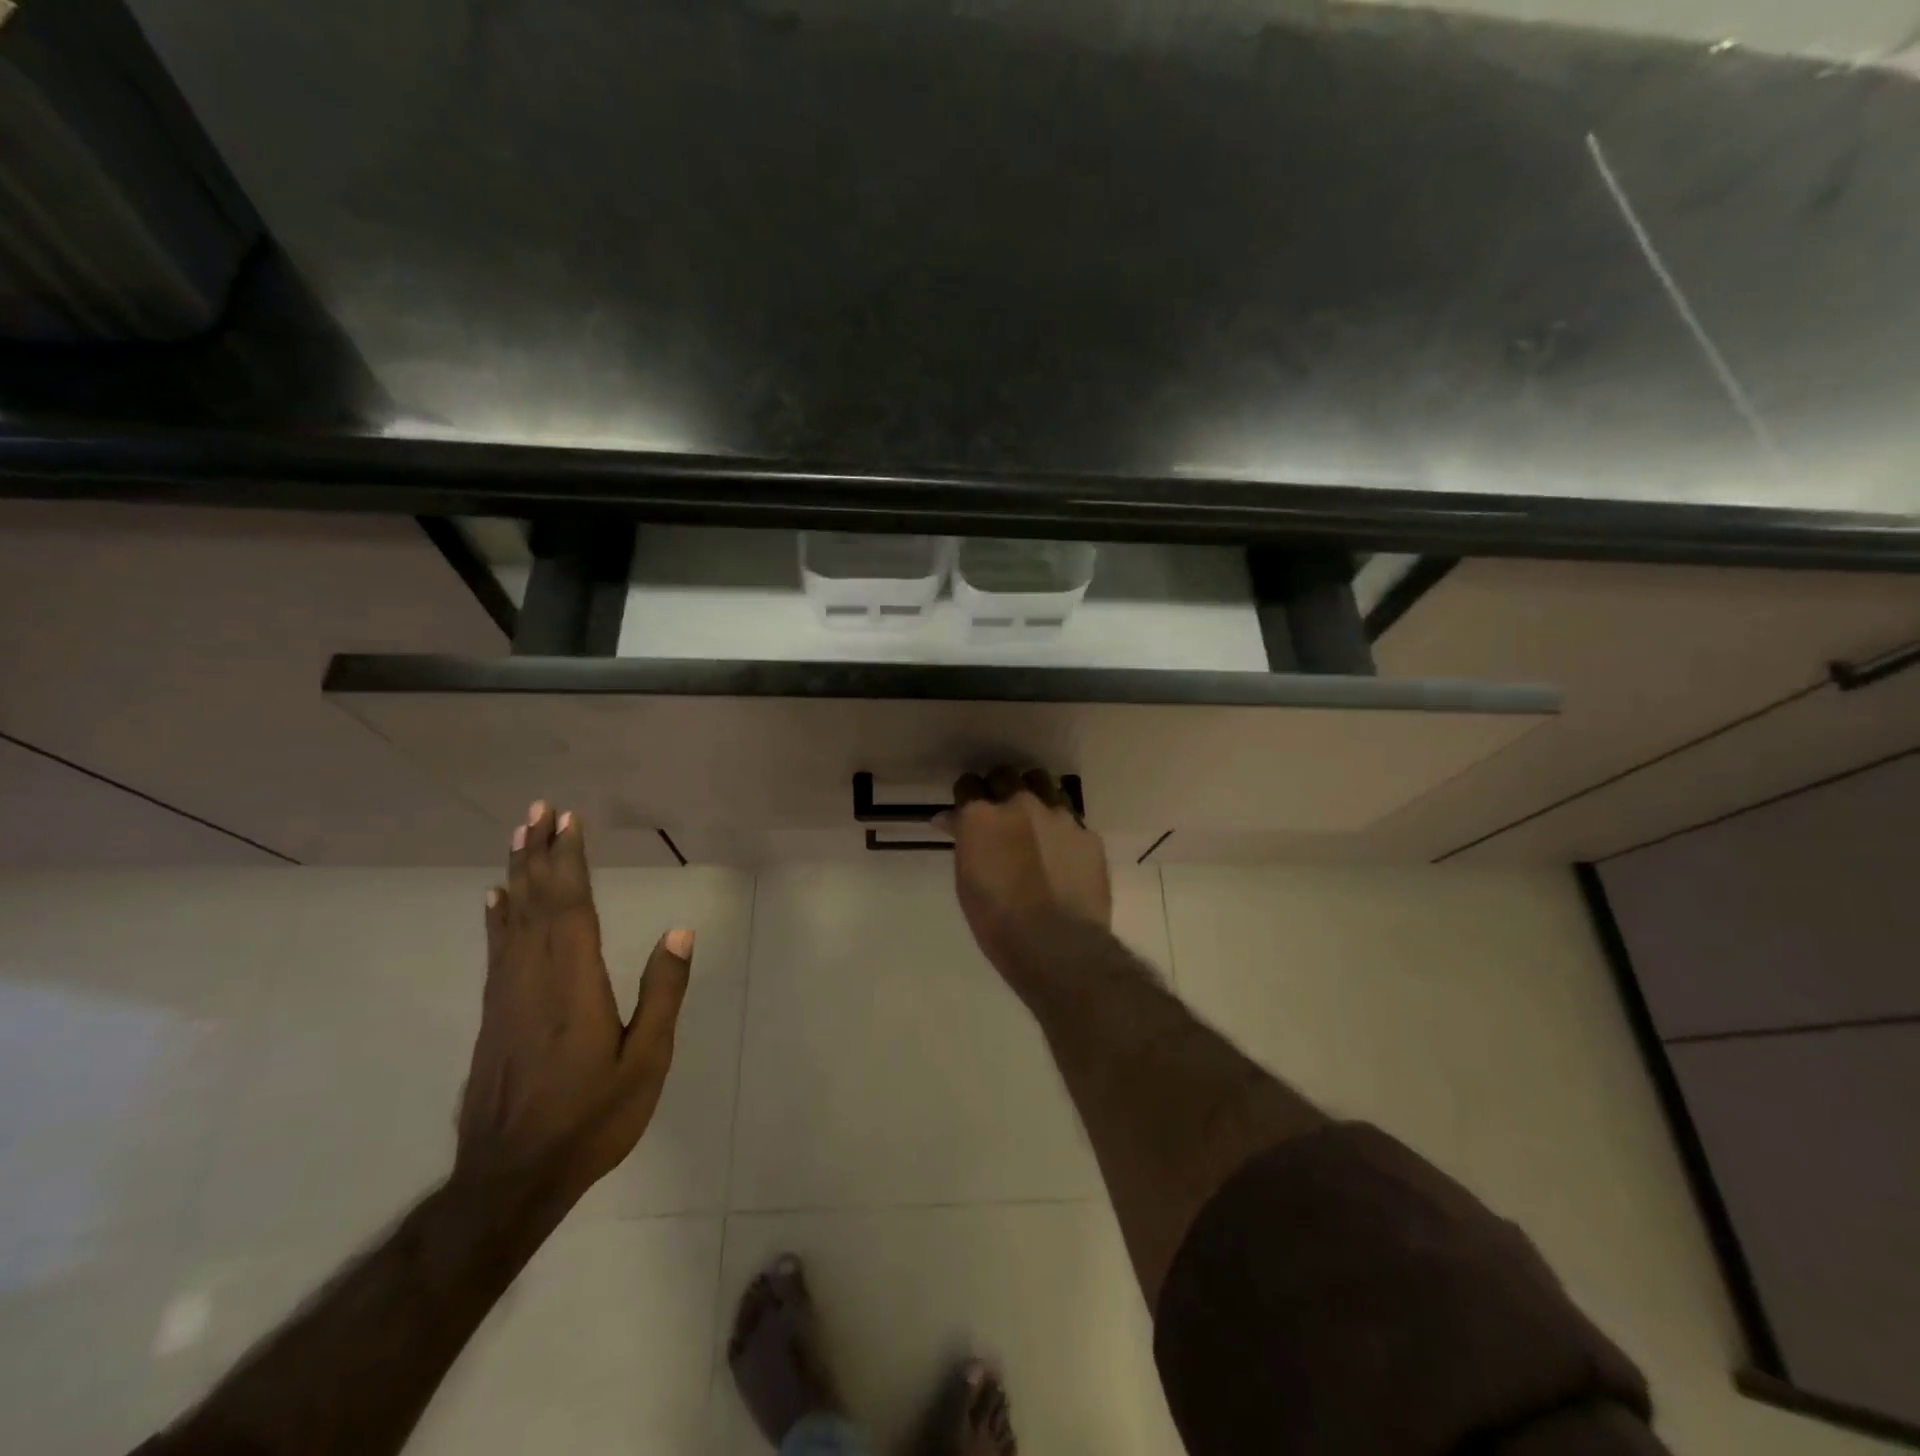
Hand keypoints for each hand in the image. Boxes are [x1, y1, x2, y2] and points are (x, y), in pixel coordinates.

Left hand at [455, 802, 692, 1202]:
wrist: (509, 1180)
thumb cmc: (590, 1120)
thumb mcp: (645, 1062)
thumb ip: (662, 994)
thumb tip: (679, 933)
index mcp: (574, 984)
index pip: (570, 906)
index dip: (568, 859)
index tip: (568, 820)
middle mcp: (533, 978)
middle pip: (535, 902)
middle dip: (538, 852)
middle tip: (539, 809)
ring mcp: (506, 996)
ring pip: (511, 919)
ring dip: (517, 873)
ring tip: (519, 835)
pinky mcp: (493, 1015)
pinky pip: (496, 949)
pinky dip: (497, 916)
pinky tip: (495, 898)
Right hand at [945, 767, 1111, 973]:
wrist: (1058, 946)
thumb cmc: (998, 922)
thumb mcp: (967, 882)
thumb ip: (964, 842)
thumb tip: (953, 820)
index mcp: (982, 816)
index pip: (968, 784)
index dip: (967, 796)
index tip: (967, 810)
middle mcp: (1020, 804)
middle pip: (1005, 775)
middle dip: (999, 788)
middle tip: (999, 812)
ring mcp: (1059, 815)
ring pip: (1043, 784)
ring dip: (1033, 795)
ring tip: (1033, 820)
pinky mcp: (1088, 833)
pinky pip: (1070, 818)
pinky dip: (1060, 828)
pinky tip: (1061, 850)